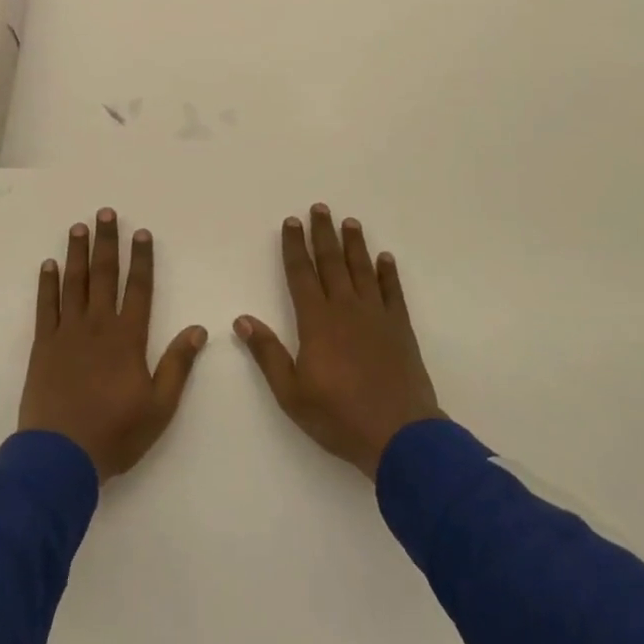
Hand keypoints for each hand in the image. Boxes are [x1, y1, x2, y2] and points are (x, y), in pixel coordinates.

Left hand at [18, 208, 208, 481]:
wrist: (61, 457)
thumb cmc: (115, 433)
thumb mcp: (159, 407)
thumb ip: (178, 365)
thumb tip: (199, 330)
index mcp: (127, 338)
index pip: (139, 288)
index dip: (142, 259)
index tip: (141, 232)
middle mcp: (98, 326)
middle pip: (104, 275)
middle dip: (107, 242)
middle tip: (105, 212)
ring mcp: (67, 333)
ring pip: (74, 283)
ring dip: (77, 253)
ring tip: (78, 227)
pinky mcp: (42, 345)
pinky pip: (45, 306)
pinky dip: (47, 284)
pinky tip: (48, 265)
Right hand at [236, 204, 442, 479]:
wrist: (400, 435)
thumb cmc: (339, 416)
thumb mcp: (292, 393)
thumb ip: (268, 354)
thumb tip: (242, 320)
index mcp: (317, 321)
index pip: (301, 274)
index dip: (295, 246)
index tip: (292, 222)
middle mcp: (345, 309)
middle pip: (332, 262)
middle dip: (323, 234)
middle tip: (320, 207)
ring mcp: (376, 316)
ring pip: (362, 270)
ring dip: (355, 245)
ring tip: (350, 222)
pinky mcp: (400, 329)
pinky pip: (393, 292)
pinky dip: (388, 273)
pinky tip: (385, 258)